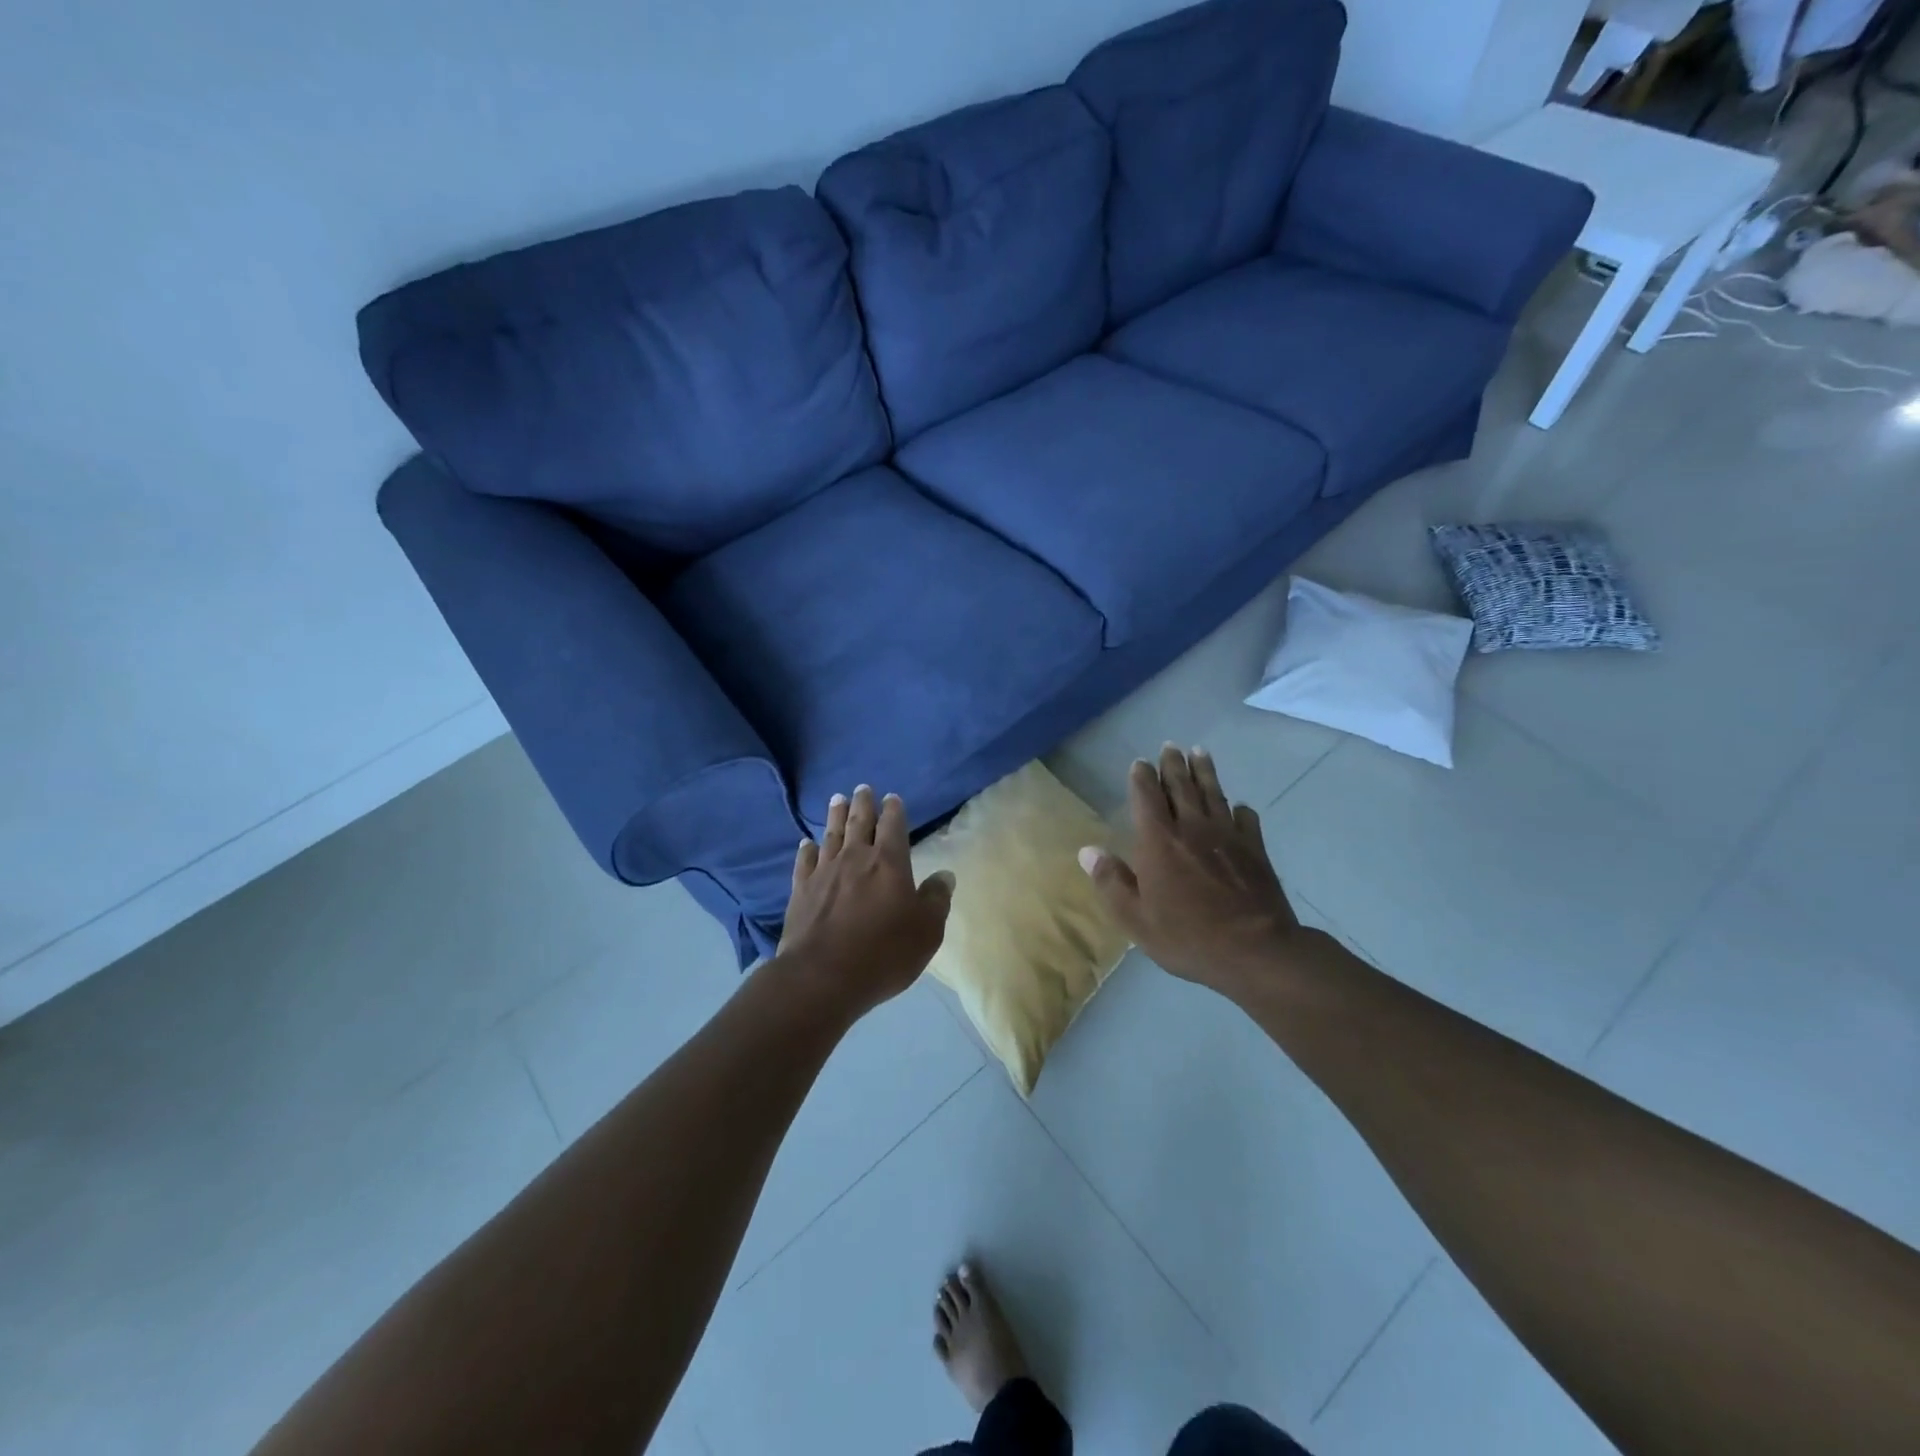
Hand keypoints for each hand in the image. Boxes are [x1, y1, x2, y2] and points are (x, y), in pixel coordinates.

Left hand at [778, 786, 954, 1018]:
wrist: (822, 976)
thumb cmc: (884, 953)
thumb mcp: (926, 930)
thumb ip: (936, 899)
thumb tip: (945, 875)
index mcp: (889, 862)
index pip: (893, 826)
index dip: (894, 810)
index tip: (892, 798)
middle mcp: (855, 858)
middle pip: (859, 822)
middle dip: (863, 803)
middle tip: (862, 788)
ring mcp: (824, 872)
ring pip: (831, 834)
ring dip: (835, 815)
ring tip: (836, 798)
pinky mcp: (801, 890)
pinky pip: (805, 861)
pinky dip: (807, 849)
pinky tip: (807, 843)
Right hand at [1079, 745, 1308, 996]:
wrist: (1255, 950)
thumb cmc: (1187, 936)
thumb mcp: (1135, 919)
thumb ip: (1111, 882)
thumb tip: (1087, 851)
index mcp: (1158, 841)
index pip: (1146, 796)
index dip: (1142, 777)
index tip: (1140, 763)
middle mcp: (1192, 828)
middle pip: (1181, 786)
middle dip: (1173, 764)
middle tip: (1171, 746)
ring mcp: (1228, 836)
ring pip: (1214, 794)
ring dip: (1205, 772)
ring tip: (1200, 752)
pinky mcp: (1255, 850)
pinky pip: (1247, 820)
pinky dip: (1240, 810)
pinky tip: (1239, 807)